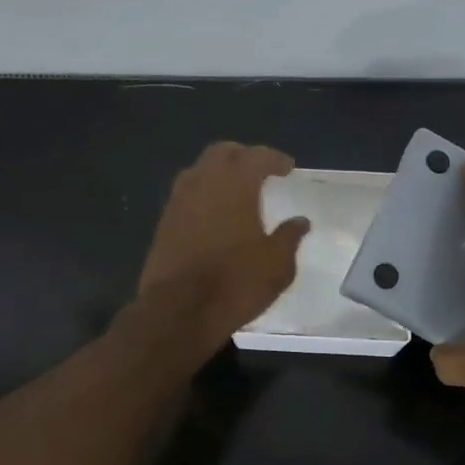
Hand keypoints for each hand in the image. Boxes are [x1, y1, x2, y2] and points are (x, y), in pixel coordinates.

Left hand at [138, 142, 310, 350]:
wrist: (179, 311)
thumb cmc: (236, 282)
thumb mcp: (277, 264)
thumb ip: (290, 237)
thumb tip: (300, 221)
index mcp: (235, 184)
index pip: (256, 156)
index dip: (274, 159)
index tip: (287, 168)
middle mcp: (203, 183)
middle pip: (221, 153)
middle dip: (242, 156)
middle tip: (260, 170)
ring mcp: (178, 202)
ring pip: (199, 171)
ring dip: (218, 173)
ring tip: (236, 190)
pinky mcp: (164, 223)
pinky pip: (186, 195)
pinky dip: (203, 195)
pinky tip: (214, 214)